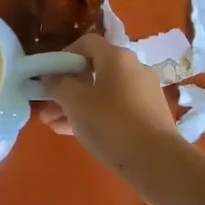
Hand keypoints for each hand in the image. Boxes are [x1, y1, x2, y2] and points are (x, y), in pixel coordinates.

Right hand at [36, 32, 178, 170]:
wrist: (157, 161)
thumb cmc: (111, 124)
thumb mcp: (75, 103)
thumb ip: (59, 85)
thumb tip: (51, 76)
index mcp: (117, 57)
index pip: (86, 43)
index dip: (64, 56)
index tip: (49, 76)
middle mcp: (133, 68)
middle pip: (93, 70)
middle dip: (67, 87)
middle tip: (47, 105)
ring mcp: (143, 92)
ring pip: (103, 92)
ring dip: (77, 104)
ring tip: (53, 123)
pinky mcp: (148, 114)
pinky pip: (115, 108)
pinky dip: (95, 115)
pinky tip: (73, 132)